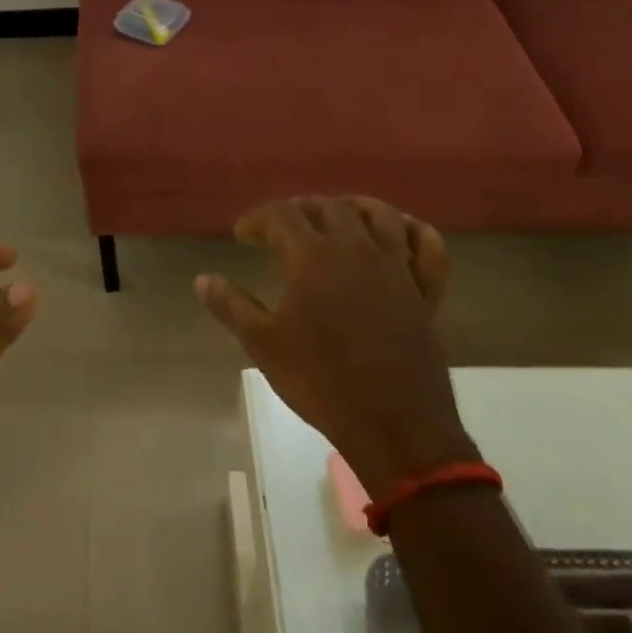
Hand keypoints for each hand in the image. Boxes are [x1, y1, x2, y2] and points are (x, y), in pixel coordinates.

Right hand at [196, 197, 477, 490]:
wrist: (394, 425)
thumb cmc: (320, 381)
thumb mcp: (263, 344)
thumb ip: (231, 306)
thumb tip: (203, 279)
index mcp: (314, 257)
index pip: (282, 215)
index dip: (259, 219)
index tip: (243, 236)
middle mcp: (357, 249)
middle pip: (328, 207)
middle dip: (300, 209)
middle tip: (282, 228)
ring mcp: (397, 268)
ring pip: (380, 214)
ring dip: (353, 207)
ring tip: (336, 216)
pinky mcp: (425, 291)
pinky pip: (428, 247)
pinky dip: (415, 232)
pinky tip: (400, 233)